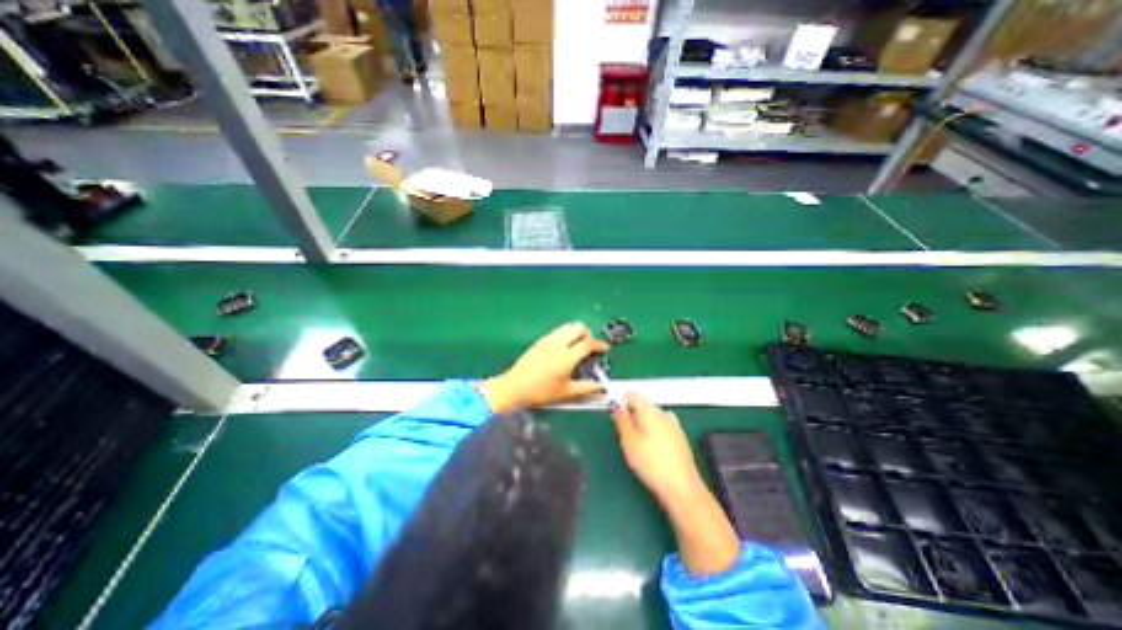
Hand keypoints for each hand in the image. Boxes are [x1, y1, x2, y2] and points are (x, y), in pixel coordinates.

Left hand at [477, 324, 609, 413]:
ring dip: (576, 332)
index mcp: (566, 357)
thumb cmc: (541, 392)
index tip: (605, 348)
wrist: (514, 387)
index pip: (588, 344)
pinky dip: (566, 334)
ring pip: (567, 326)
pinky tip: (564, 347)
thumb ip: (586, 388)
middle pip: (578, 327)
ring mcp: (548, 340)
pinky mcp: (540, 340)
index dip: (599, 344)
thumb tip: (601, 387)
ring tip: (577, 346)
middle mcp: (558, 343)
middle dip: (588, 334)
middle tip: (589, 346)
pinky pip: (558, 331)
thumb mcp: (566, 392)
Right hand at [610, 395, 702, 506]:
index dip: (621, 401)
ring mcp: (675, 425)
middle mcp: (664, 413)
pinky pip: (662, 428)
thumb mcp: (629, 441)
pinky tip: (652, 450)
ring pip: (653, 417)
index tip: (615, 416)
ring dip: (643, 425)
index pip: (633, 394)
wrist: (682, 488)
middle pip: (643, 405)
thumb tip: (616, 405)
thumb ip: (621, 420)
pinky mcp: (681, 438)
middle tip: (624, 435)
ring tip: (637, 445)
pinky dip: (654, 433)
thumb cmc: (651, 463)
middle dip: (632, 414)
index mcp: (650, 410)